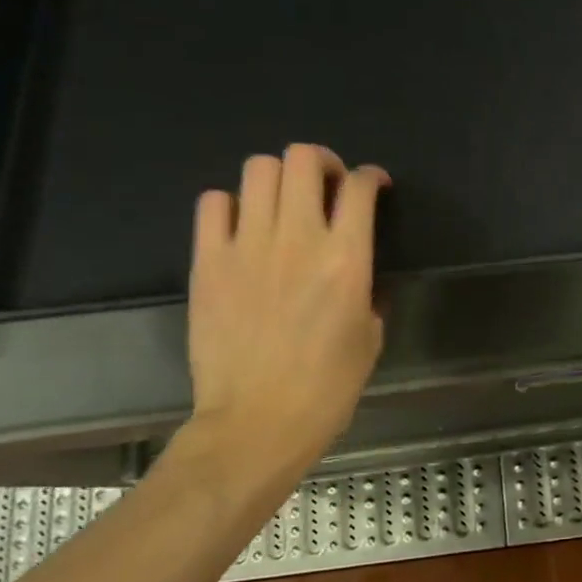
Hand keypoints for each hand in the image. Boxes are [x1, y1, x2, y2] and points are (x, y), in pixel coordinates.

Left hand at [185, 144, 388, 493]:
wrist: (257, 422)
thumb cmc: (327, 388)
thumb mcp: (370, 338)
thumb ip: (368, 292)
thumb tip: (358, 273)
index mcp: (347, 259)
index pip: (359, 188)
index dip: (371, 177)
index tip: (373, 186)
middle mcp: (297, 239)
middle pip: (303, 159)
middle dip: (322, 162)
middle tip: (327, 186)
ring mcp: (246, 246)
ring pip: (258, 170)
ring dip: (279, 178)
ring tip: (284, 204)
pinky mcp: (208, 262)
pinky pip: (213, 204)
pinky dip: (231, 205)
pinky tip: (242, 227)